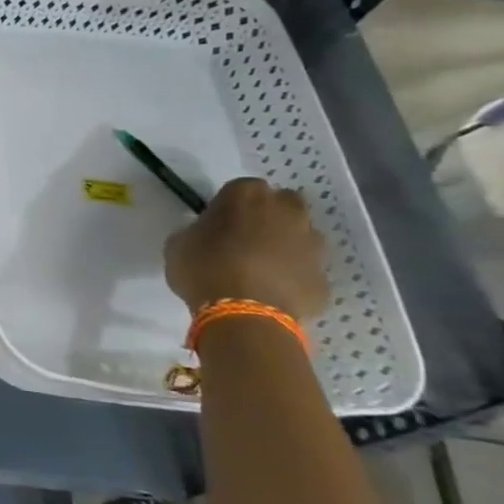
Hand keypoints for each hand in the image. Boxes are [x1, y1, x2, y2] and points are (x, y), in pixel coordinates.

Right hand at [164, 177, 329, 321]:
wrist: (244, 315)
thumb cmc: (203, 268)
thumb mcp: (179, 243)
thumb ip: (197, 231)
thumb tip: (206, 236)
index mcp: (246, 195)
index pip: (241, 188)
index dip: (230, 206)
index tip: (218, 223)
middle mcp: (287, 211)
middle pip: (283, 204)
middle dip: (270, 216)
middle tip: (246, 239)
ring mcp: (312, 245)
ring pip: (301, 236)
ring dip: (286, 246)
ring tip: (261, 269)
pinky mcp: (324, 278)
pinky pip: (306, 272)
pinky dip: (294, 278)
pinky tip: (273, 293)